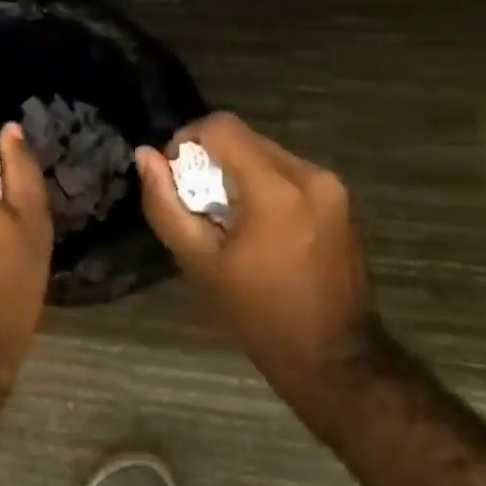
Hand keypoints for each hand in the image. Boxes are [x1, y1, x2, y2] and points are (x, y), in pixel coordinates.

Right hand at [136, 113, 372, 383]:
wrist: (334, 358)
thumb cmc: (258, 315)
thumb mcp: (199, 263)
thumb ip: (165, 204)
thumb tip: (145, 156)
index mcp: (276, 190)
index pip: (221, 127)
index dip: (187, 139)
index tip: (174, 175)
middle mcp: (310, 174)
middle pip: (245, 138)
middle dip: (212, 159)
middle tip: (196, 203)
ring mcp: (332, 186)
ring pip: (266, 153)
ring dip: (237, 171)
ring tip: (225, 217)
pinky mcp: (341, 199)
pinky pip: (289, 172)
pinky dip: (263, 184)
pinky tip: (255, 225)